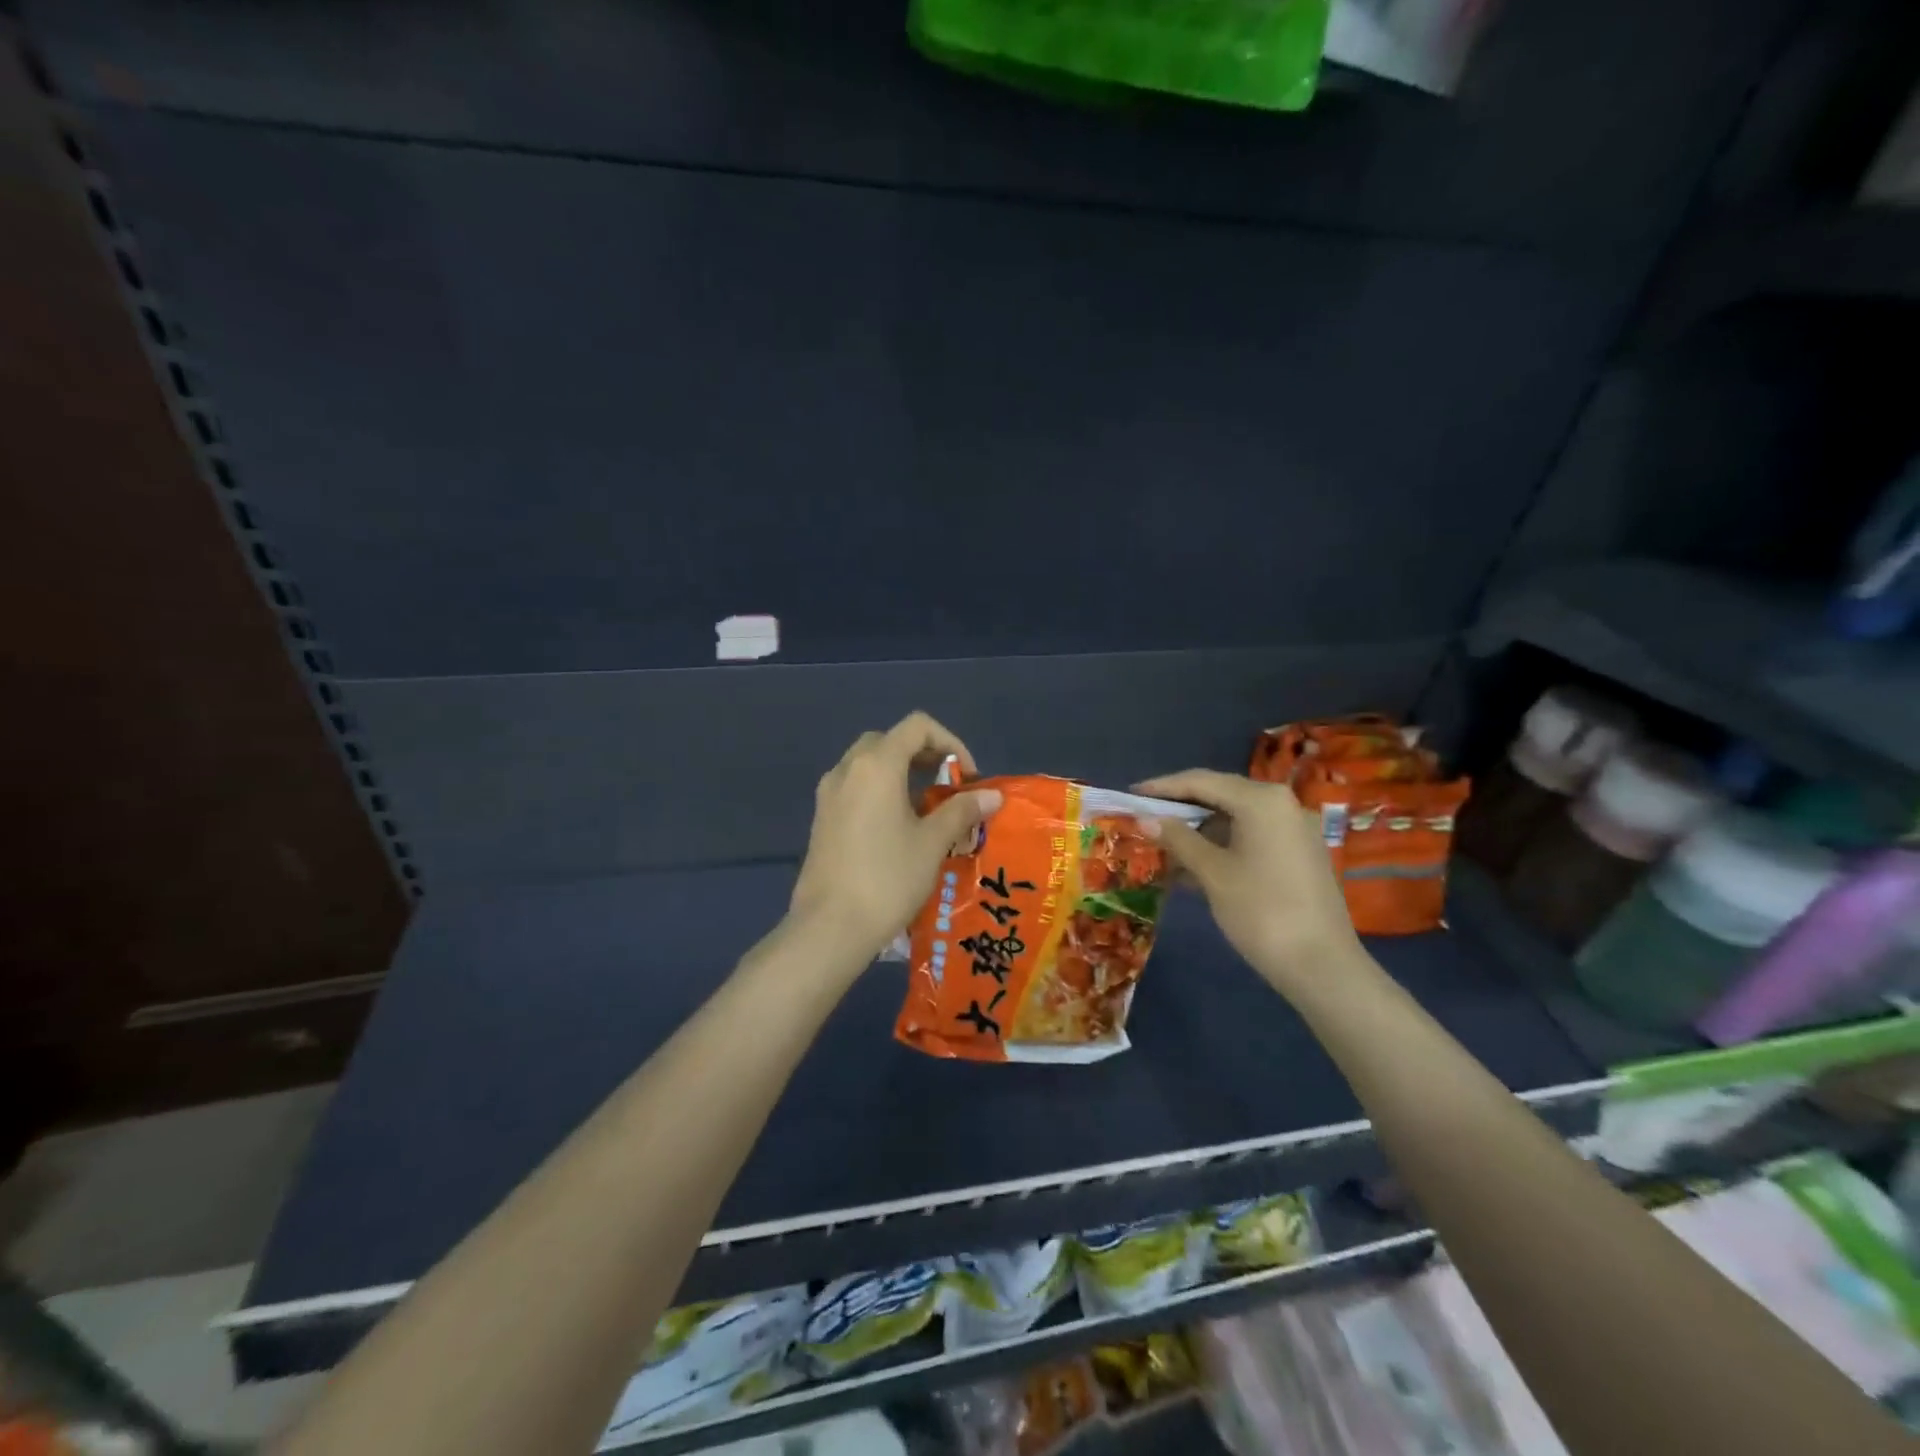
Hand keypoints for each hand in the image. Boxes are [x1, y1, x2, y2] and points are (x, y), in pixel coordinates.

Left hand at [790, 713, 1002, 961]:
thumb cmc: (887, 878)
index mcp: (876, 765)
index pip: (917, 726)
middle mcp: (847, 769)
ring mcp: (829, 794)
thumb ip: (962, 811)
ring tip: (928, 808)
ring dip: (901, 773)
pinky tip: (898, 827)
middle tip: (948, 786)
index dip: (950, 742)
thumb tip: (993, 795)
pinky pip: (855, 787)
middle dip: (924, 755)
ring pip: (868, 763)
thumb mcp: (933, 843)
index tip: (967, 777)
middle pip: (890, 740)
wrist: (830, 927)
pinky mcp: (822, 818)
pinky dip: (880, 791)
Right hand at [1134, 769, 1370, 1001]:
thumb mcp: (1212, 873)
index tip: (1131, 795)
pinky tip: (1193, 867)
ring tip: (1163, 848)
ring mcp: (1294, 829)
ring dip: (1199, 832)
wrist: (1321, 966)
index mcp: (1262, 800)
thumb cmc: (1261, 911)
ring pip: (1235, 819)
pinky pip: (1251, 837)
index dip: (1162, 787)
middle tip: (1144, 819)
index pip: (1201, 781)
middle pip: (1220, 795)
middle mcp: (1282, 804)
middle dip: (1180, 809)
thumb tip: (1145, 818)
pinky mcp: (1299, 854)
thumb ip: (1178, 839)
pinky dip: (1221, 846)